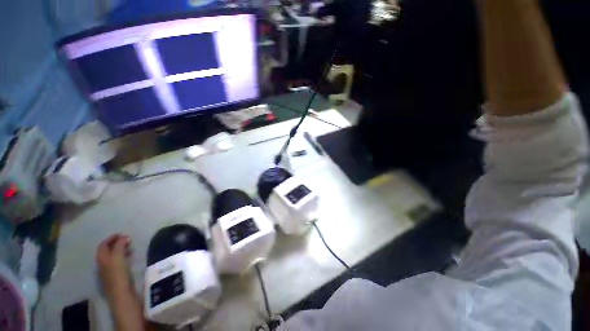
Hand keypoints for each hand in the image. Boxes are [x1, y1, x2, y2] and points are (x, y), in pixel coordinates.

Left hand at [96, 234, 132, 301]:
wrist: (121, 294)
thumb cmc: (118, 274)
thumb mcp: (118, 257)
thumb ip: (119, 246)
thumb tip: (123, 237)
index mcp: (101, 258)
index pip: (103, 245)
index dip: (111, 238)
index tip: (122, 234)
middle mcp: (102, 264)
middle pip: (107, 251)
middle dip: (116, 244)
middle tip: (127, 240)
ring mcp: (107, 271)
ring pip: (112, 257)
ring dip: (120, 250)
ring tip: (130, 248)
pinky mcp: (114, 276)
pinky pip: (117, 262)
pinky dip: (122, 257)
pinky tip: (129, 258)